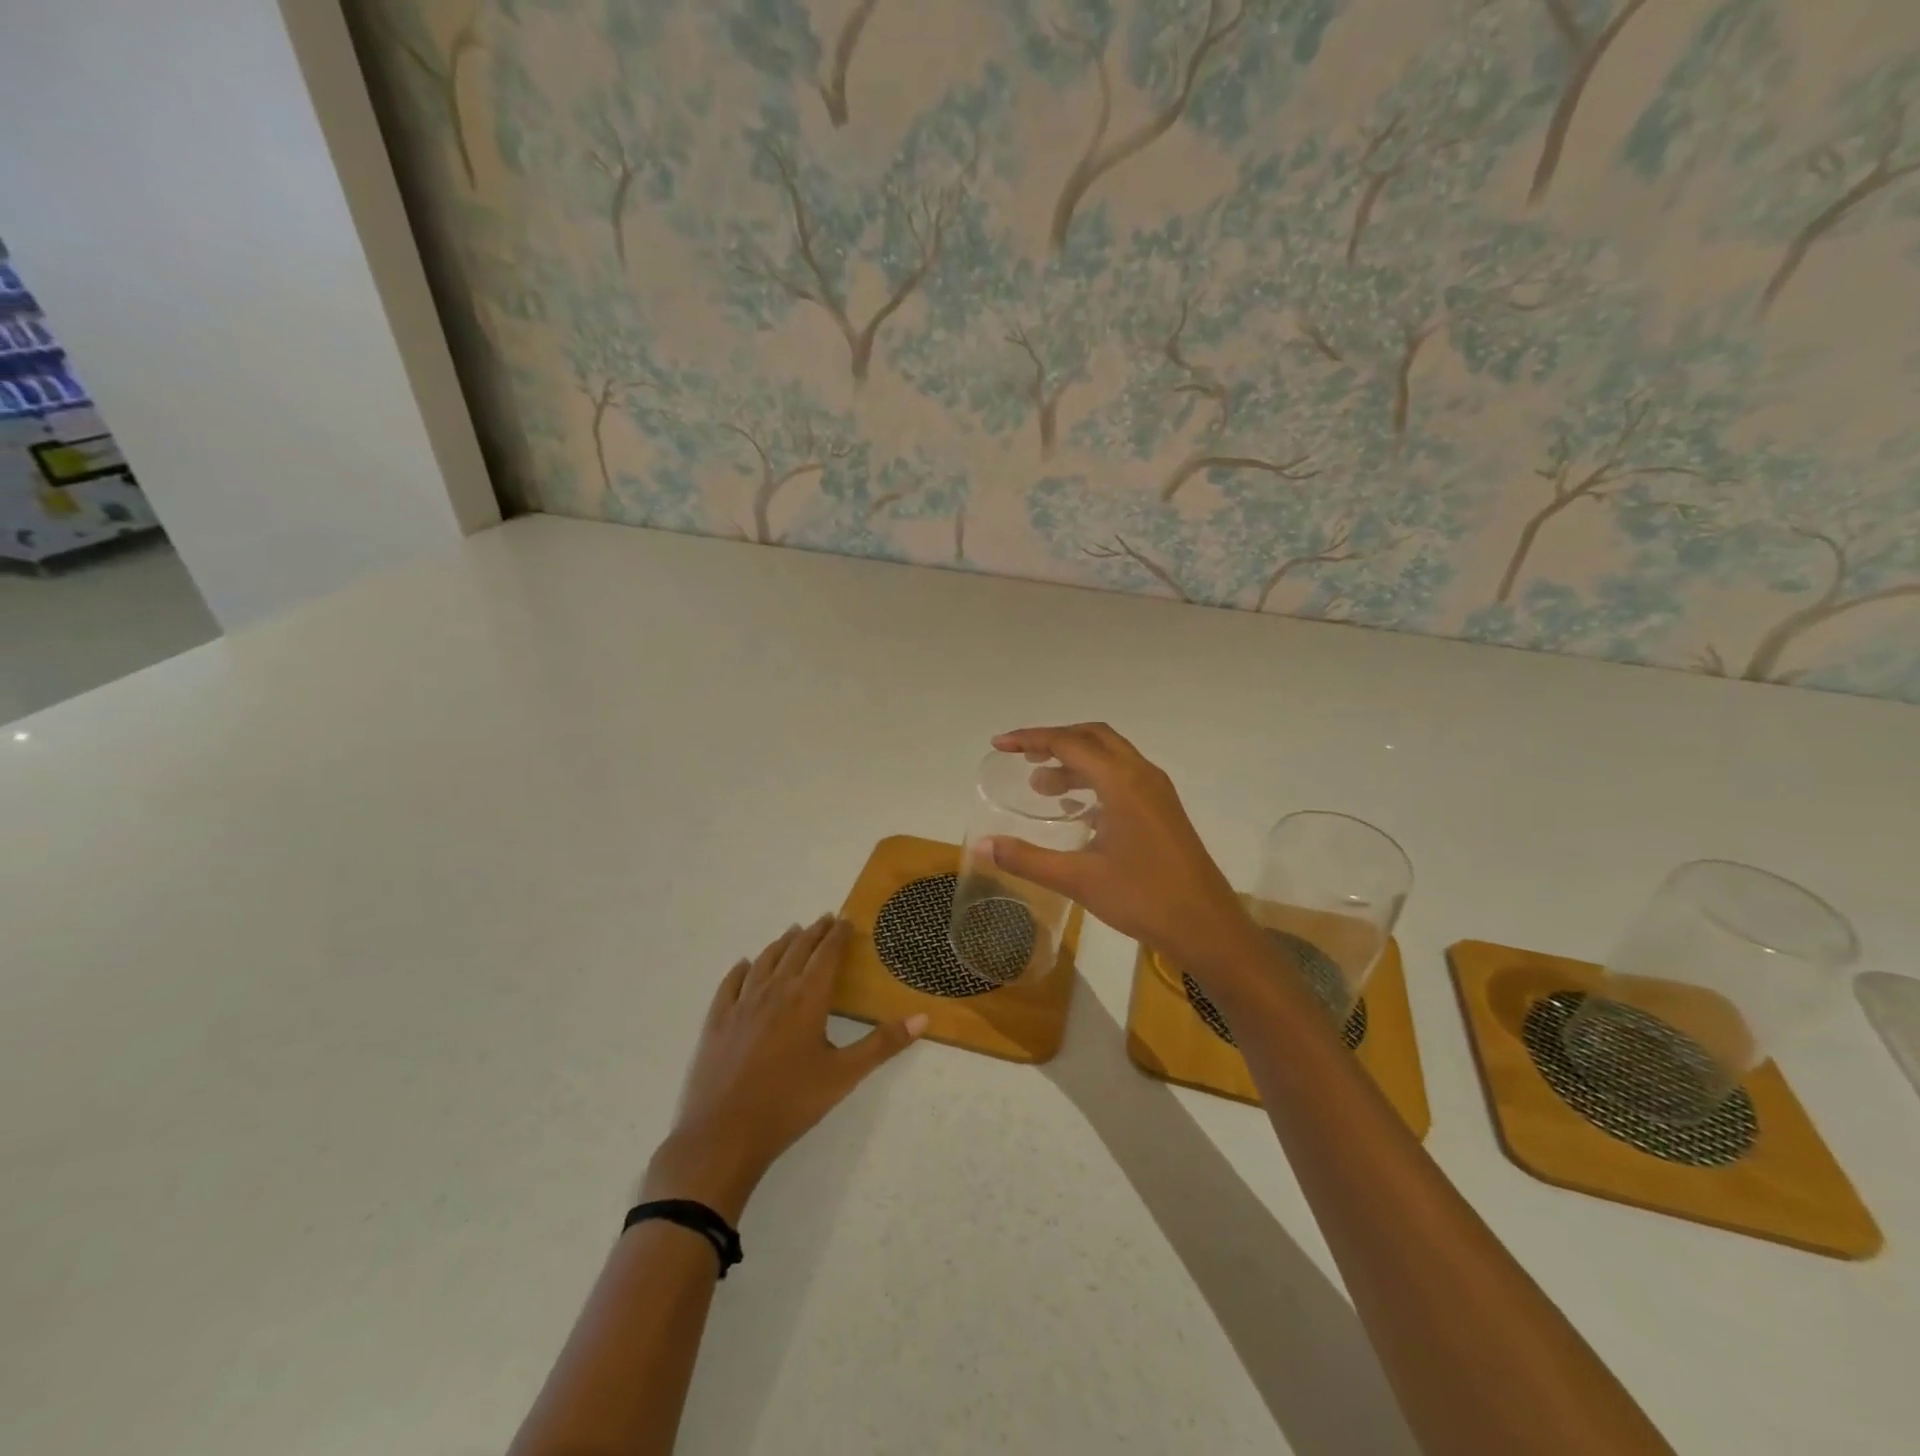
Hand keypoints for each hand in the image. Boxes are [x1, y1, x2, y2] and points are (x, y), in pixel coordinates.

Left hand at [643, 917, 926, 1222]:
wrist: (724, 1134)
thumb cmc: (790, 1103)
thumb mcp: (844, 1075)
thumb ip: (883, 1044)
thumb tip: (923, 1017)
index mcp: (808, 998)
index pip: (827, 954)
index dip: (838, 935)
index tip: (846, 920)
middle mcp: (775, 990)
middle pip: (797, 950)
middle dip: (814, 932)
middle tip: (825, 919)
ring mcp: (742, 1003)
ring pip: (765, 960)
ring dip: (782, 943)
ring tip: (793, 933)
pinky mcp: (717, 1020)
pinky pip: (731, 983)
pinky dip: (742, 968)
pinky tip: (745, 965)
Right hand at [986, 723, 1260, 973]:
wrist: (1207, 927)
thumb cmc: (1143, 898)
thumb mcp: (1078, 880)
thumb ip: (1027, 859)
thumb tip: (981, 845)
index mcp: (1122, 782)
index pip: (1068, 743)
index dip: (1030, 739)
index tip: (999, 745)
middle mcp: (1142, 775)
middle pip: (1093, 737)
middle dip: (1055, 741)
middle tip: (1021, 756)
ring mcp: (1157, 792)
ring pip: (1111, 756)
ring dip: (1075, 761)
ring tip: (1041, 785)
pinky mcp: (1164, 810)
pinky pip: (1124, 776)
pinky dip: (1094, 778)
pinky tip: (1076, 808)